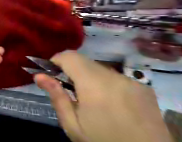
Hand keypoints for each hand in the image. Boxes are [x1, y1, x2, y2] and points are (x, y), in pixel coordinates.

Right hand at [33, 51, 172, 140]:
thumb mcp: (73, 125)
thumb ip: (56, 96)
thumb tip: (38, 75)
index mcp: (94, 85)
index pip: (70, 56)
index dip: (56, 60)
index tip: (51, 74)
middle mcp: (114, 77)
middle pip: (83, 61)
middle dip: (71, 70)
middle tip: (67, 89)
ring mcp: (131, 81)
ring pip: (98, 68)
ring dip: (87, 76)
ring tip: (87, 98)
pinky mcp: (142, 87)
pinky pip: (114, 76)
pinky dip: (103, 82)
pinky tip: (107, 102)